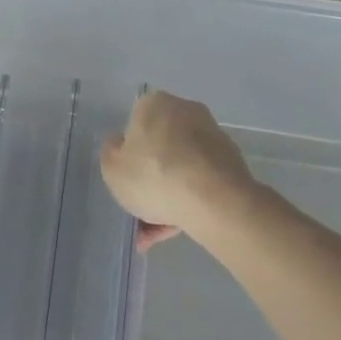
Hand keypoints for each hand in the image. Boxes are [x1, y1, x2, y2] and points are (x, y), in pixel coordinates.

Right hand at [100, 90, 255, 250]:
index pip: (133, 125)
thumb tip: (119, 142)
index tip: (126, 180)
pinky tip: (176, 228)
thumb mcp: (112, 168)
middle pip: (158, 148)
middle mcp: (186, 111)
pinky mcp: (230, 162)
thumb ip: (110, 152)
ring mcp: (212, 137)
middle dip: (149, 180)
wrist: (216, 201)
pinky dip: (187, 201)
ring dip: (166, 197)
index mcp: (155, 104)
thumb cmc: (155, 176)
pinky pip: (198, 181)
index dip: (127, 155)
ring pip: (179, 169)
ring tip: (155, 234)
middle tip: (139, 211)